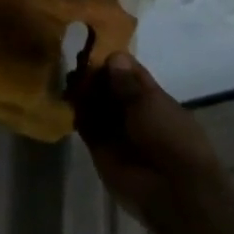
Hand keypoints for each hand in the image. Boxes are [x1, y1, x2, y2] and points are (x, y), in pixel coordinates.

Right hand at [69, 51, 225, 219]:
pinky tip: (64, 98)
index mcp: (154, 100)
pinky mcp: (100, 148)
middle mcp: (134, 112)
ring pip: (96, 106)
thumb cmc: (169, 139)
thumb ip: (128, 83)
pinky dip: (76, 114)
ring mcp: (117, 131)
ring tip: (65, 76)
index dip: (114, 61)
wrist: (169, 189)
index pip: (131, 74)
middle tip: (72, 59)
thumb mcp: (150, 104)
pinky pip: (85, 126)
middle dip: (94, 76)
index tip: (91, 44)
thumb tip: (114, 56)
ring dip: (83, 93)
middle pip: (110, 89)